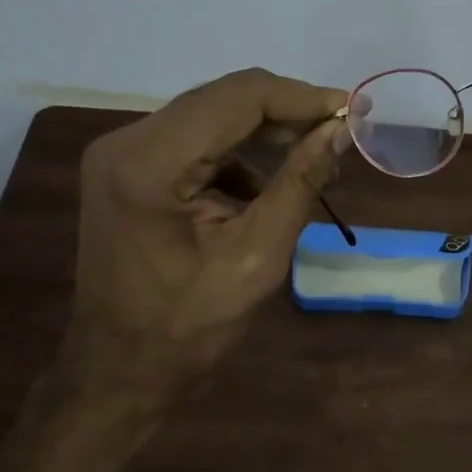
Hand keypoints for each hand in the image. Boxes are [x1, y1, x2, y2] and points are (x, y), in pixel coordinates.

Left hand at [69, 68, 348, 397]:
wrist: (117, 374)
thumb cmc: (187, 330)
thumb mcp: (257, 257)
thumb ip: (300, 183)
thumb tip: (341, 128)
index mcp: (149, 163)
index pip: (239, 98)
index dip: (302, 98)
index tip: (353, 110)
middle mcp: (126, 141)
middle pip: (223, 99)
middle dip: (288, 111)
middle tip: (341, 131)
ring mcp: (121, 152)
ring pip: (212, 114)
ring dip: (266, 131)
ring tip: (314, 159)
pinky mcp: (128, 167)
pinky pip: (196, 139)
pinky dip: (238, 153)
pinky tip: (268, 184)